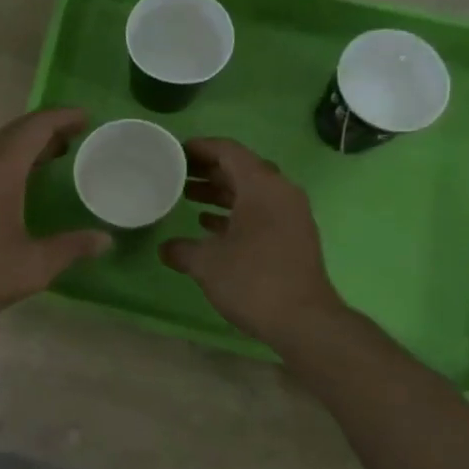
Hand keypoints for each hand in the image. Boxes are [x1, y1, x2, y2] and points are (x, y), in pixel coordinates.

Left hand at [0, 108, 111, 330]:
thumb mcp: (33, 266)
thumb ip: (72, 247)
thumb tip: (106, 240)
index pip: (37, 126)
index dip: (64, 116)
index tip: (88, 117)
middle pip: (17, 130)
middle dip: (48, 129)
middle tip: (78, 138)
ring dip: (27, 144)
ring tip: (55, 157)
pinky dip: (8, 158)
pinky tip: (19, 182)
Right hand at [161, 138, 346, 350]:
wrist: (304, 321)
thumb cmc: (253, 281)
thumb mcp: (207, 263)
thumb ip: (182, 250)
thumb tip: (165, 248)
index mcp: (261, 186)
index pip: (229, 151)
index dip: (200, 148)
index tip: (176, 151)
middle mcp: (280, 192)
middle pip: (241, 169)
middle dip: (208, 170)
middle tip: (177, 174)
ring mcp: (291, 214)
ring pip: (251, 191)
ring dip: (221, 192)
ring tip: (188, 197)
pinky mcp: (294, 235)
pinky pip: (261, 211)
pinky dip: (236, 212)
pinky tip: (210, 226)